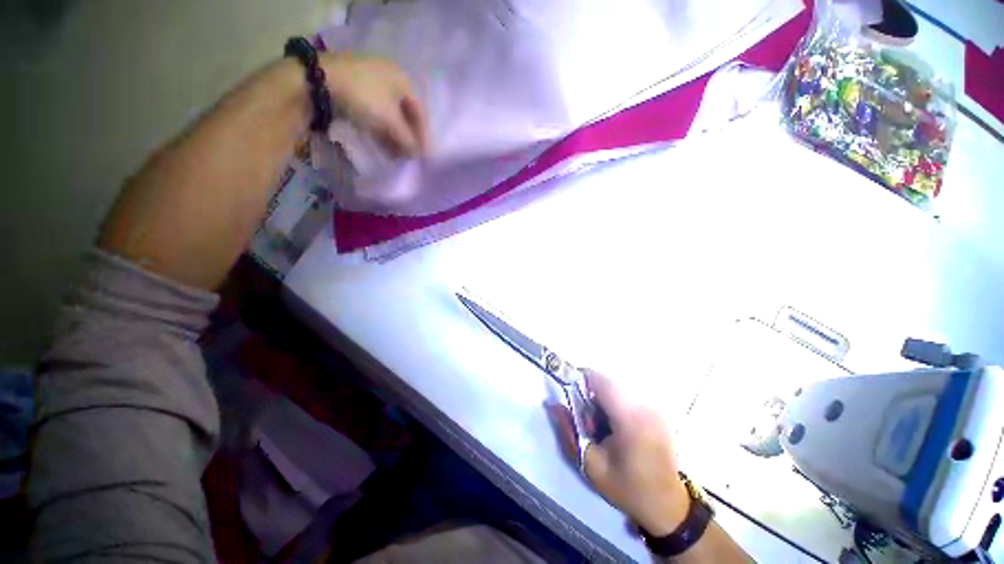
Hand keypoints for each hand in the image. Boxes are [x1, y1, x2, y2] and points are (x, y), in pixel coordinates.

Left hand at [320, 53, 427, 156]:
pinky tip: (382, 144)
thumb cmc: (363, 96)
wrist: (317, 81)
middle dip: (408, 137)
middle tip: (409, 156)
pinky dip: (381, 129)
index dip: (423, 135)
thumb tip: (418, 155)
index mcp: (402, 78)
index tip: (424, 154)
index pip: (420, 112)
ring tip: (396, 155)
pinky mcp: (355, 88)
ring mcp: (371, 81)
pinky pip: (376, 112)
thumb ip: (407, 139)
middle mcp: (389, 77)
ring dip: (395, 136)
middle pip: (405, 114)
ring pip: (390, 114)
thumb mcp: (390, 120)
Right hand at [547, 370, 689, 535]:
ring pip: (616, 389)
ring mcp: (653, 408)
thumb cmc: (627, 488)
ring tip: (602, 427)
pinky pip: (627, 397)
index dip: (580, 380)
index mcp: (629, 418)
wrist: (668, 506)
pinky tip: (616, 429)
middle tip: (586, 421)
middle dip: (590, 395)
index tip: (569, 392)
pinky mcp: (656, 412)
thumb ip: (569, 431)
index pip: (600, 381)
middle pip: (607, 383)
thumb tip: (551, 403)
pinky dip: (615, 405)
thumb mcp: (591, 465)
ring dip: (602, 400)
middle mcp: (644, 406)